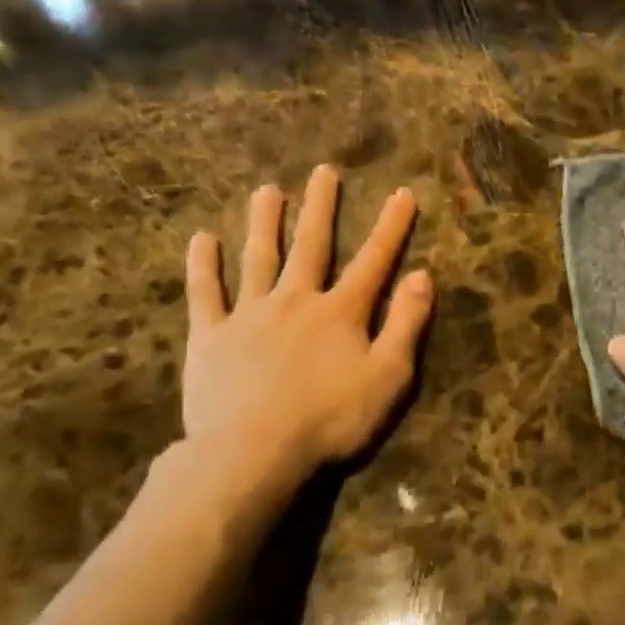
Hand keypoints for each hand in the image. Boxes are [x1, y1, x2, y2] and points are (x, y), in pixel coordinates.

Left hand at [180, 168, 432, 519]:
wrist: (253, 453)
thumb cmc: (332, 419)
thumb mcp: (389, 377)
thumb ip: (407, 324)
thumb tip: (422, 276)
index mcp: (341, 312)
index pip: (374, 260)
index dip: (391, 227)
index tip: (403, 193)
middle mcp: (296, 300)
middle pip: (311, 245)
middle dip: (321, 207)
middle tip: (324, 172)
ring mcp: (249, 315)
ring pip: (258, 258)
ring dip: (264, 223)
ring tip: (267, 190)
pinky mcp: (210, 337)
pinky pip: (205, 294)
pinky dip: (203, 265)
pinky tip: (202, 239)